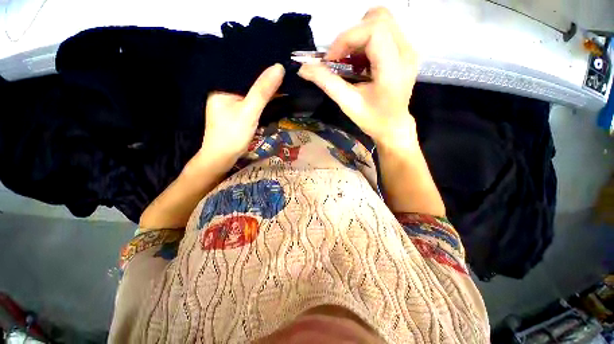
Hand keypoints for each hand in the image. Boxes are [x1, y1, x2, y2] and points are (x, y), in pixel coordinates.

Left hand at [201, 64, 284, 164]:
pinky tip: (270, 98)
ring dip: (263, 91)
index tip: (279, 64)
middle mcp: (223, 92)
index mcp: (221, 86)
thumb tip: (279, 67)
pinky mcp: (234, 114)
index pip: (244, 71)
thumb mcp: (249, 111)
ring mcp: (228, 104)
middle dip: (263, 80)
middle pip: (247, 82)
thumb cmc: (233, 135)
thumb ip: (263, 91)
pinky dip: (259, 101)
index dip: (261, 68)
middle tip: (283, 73)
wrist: (222, 159)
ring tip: (280, 82)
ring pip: (249, 93)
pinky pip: (249, 102)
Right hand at [298, 7, 418, 151]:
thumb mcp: (348, 103)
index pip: (374, 31)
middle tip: (339, 58)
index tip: (331, 58)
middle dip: (352, 35)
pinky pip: (384, 31)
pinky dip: (365, 42)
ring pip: (381, 21)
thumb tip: (304, 69)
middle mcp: (406, 52)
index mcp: (394, 69)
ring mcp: (408, 50)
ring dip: (358, 37)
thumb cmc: (372, 119)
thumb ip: (327, 83)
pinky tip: (359, 62)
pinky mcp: (405, 51)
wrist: (393, 126)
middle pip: (378, 19)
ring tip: (349, 61)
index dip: (347, 38)